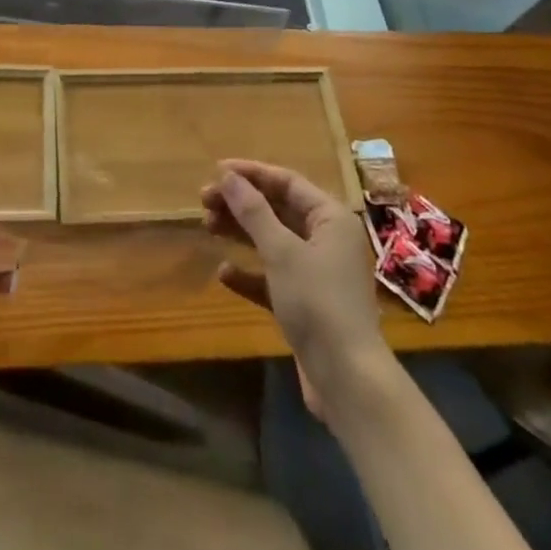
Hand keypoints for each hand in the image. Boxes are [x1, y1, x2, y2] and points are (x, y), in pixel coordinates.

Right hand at [202, 160, 389, 404]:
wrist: (347, 380)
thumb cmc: (317, 302)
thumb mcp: (281, 251)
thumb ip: (253, 211)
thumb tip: (227, 176)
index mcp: (331, 218)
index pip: (287, 182)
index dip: (251, 174)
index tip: (216, 170)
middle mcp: (327, 240)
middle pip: (278, 210)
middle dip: (241, 203)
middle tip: (203, 200)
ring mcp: (317, 274)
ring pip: (273, 242)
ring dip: (241, 233)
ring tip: (207, 226)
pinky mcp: (306, 304)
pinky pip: (273, 277)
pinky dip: (250, 273)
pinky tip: (224, 273)